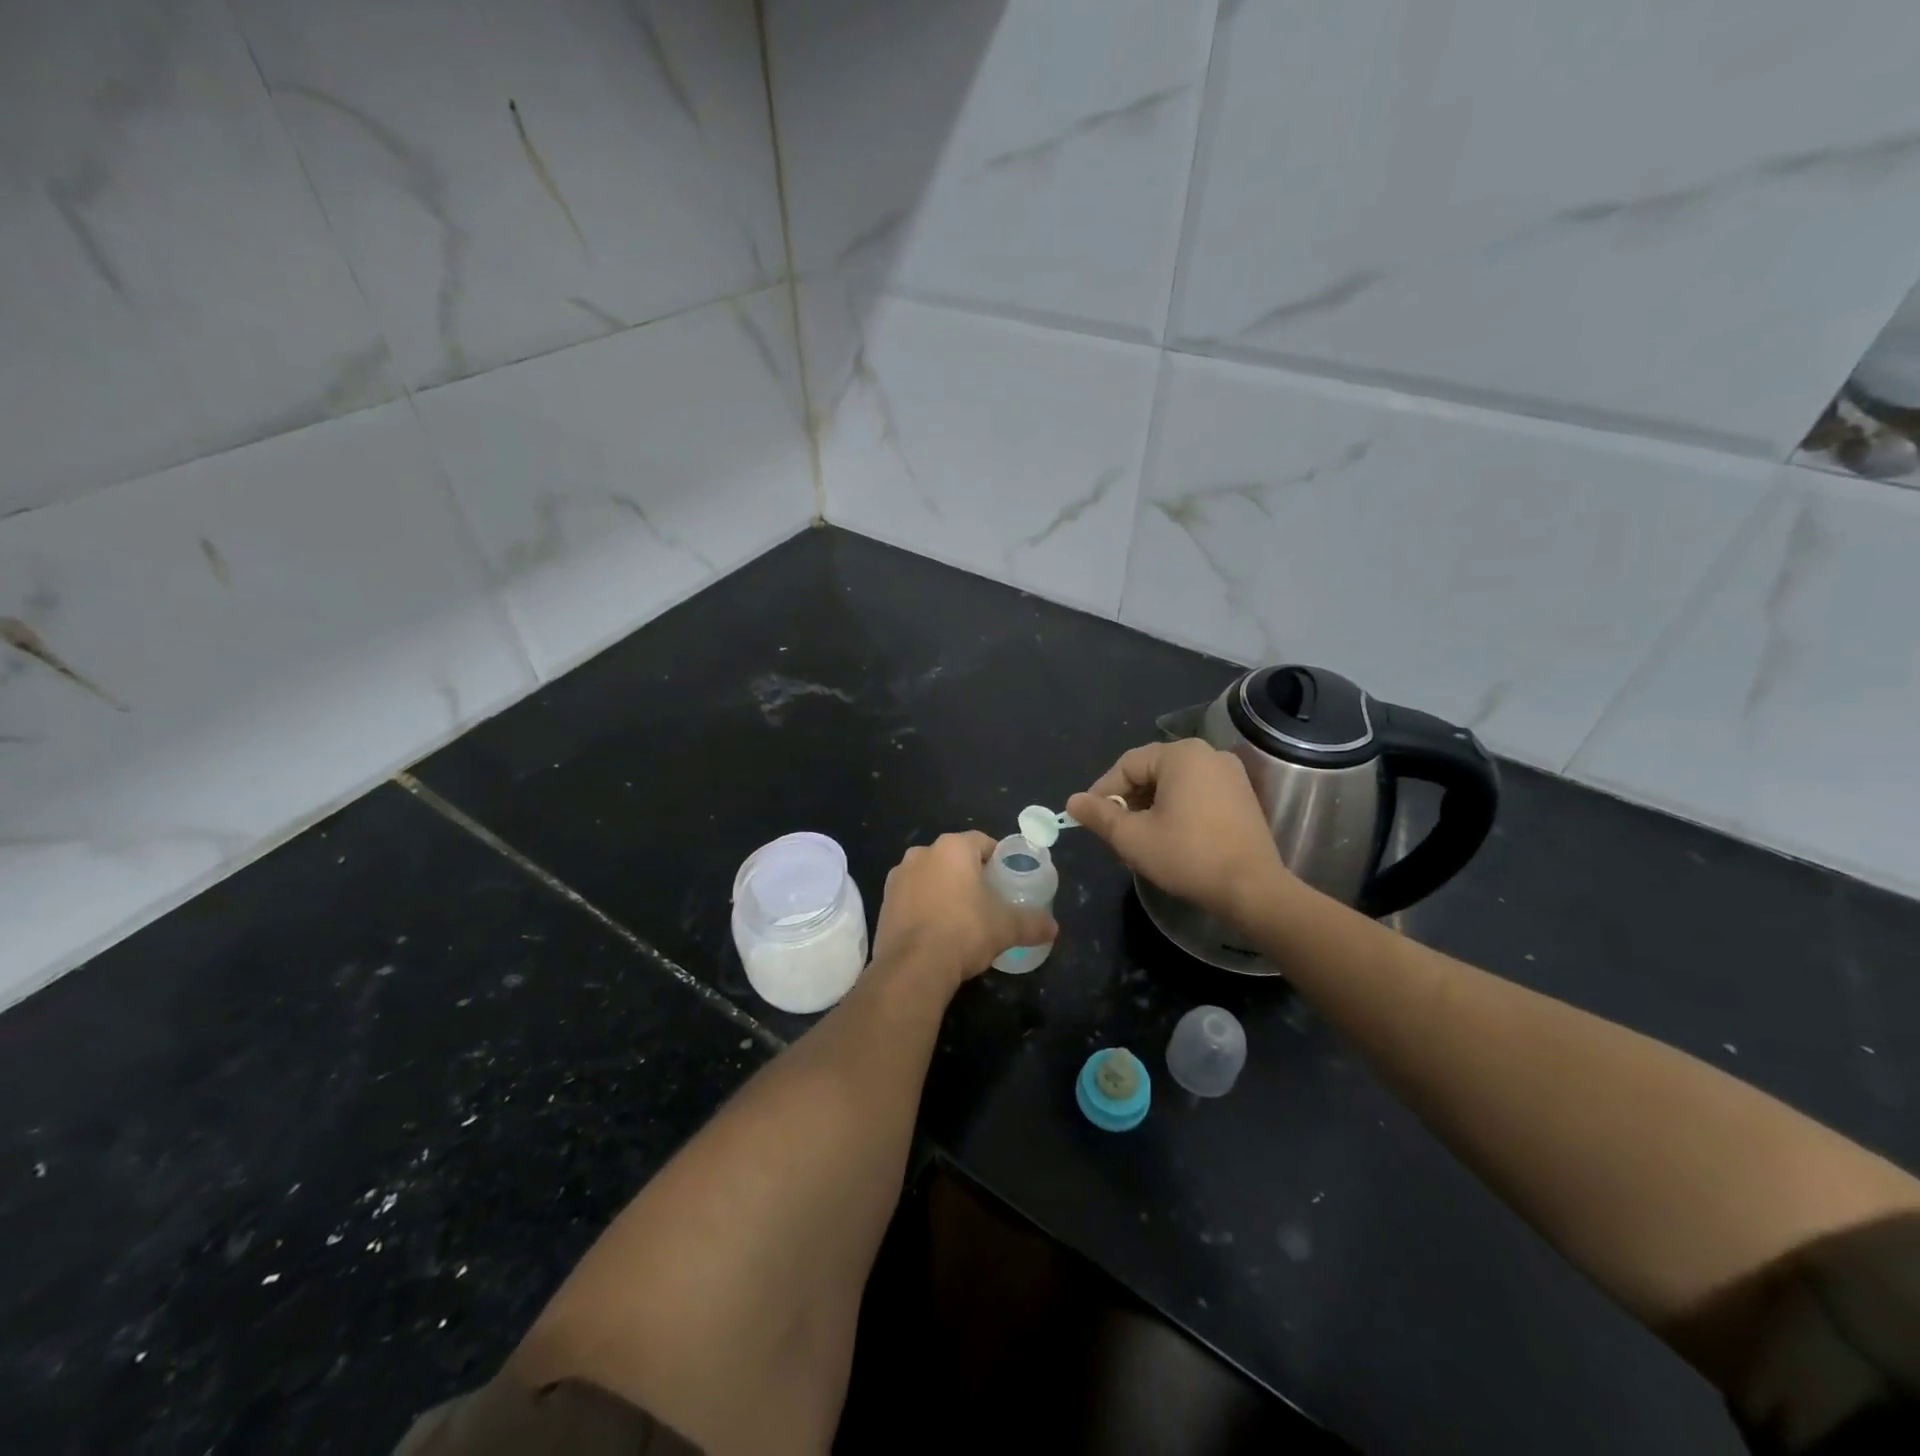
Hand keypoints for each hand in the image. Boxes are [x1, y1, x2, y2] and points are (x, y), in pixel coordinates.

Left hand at [870, 831, 1056, 991]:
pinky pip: (911, 896)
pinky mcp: (884, 901)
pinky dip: (924, 906)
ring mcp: (898, 877)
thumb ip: (1032, 923)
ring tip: (960, 916)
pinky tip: (935, 930)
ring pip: (930, 875)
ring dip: (943, 888)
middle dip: (969, 874)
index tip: (1006, 879)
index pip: (982, 842)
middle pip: (954, 857)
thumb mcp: (1007, 927)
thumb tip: (1053, 928)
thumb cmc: (964, 932)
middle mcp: (922, 853)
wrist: (913, 967)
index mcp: (953, 848)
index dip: (997, 858)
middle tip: (987, 899)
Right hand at [1067, 739, 1292, 926]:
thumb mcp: (1132, 837)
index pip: (1127, 765)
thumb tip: (1073, 801)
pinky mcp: (1242, 795)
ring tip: (1139, 840)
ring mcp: (1230, 774)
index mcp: (1180, 755)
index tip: (1090, 819)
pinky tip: (1169, 838)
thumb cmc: (1187, 856)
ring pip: (1173, 784)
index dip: (1103, 791)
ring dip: (1150, 808)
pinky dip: (1177, 810)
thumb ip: (1099, 815)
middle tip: (1114, 833)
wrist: (1252, 889)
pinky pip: (1197, 793)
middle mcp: (1208, 754)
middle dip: (1128, 801)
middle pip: (1151, 772)